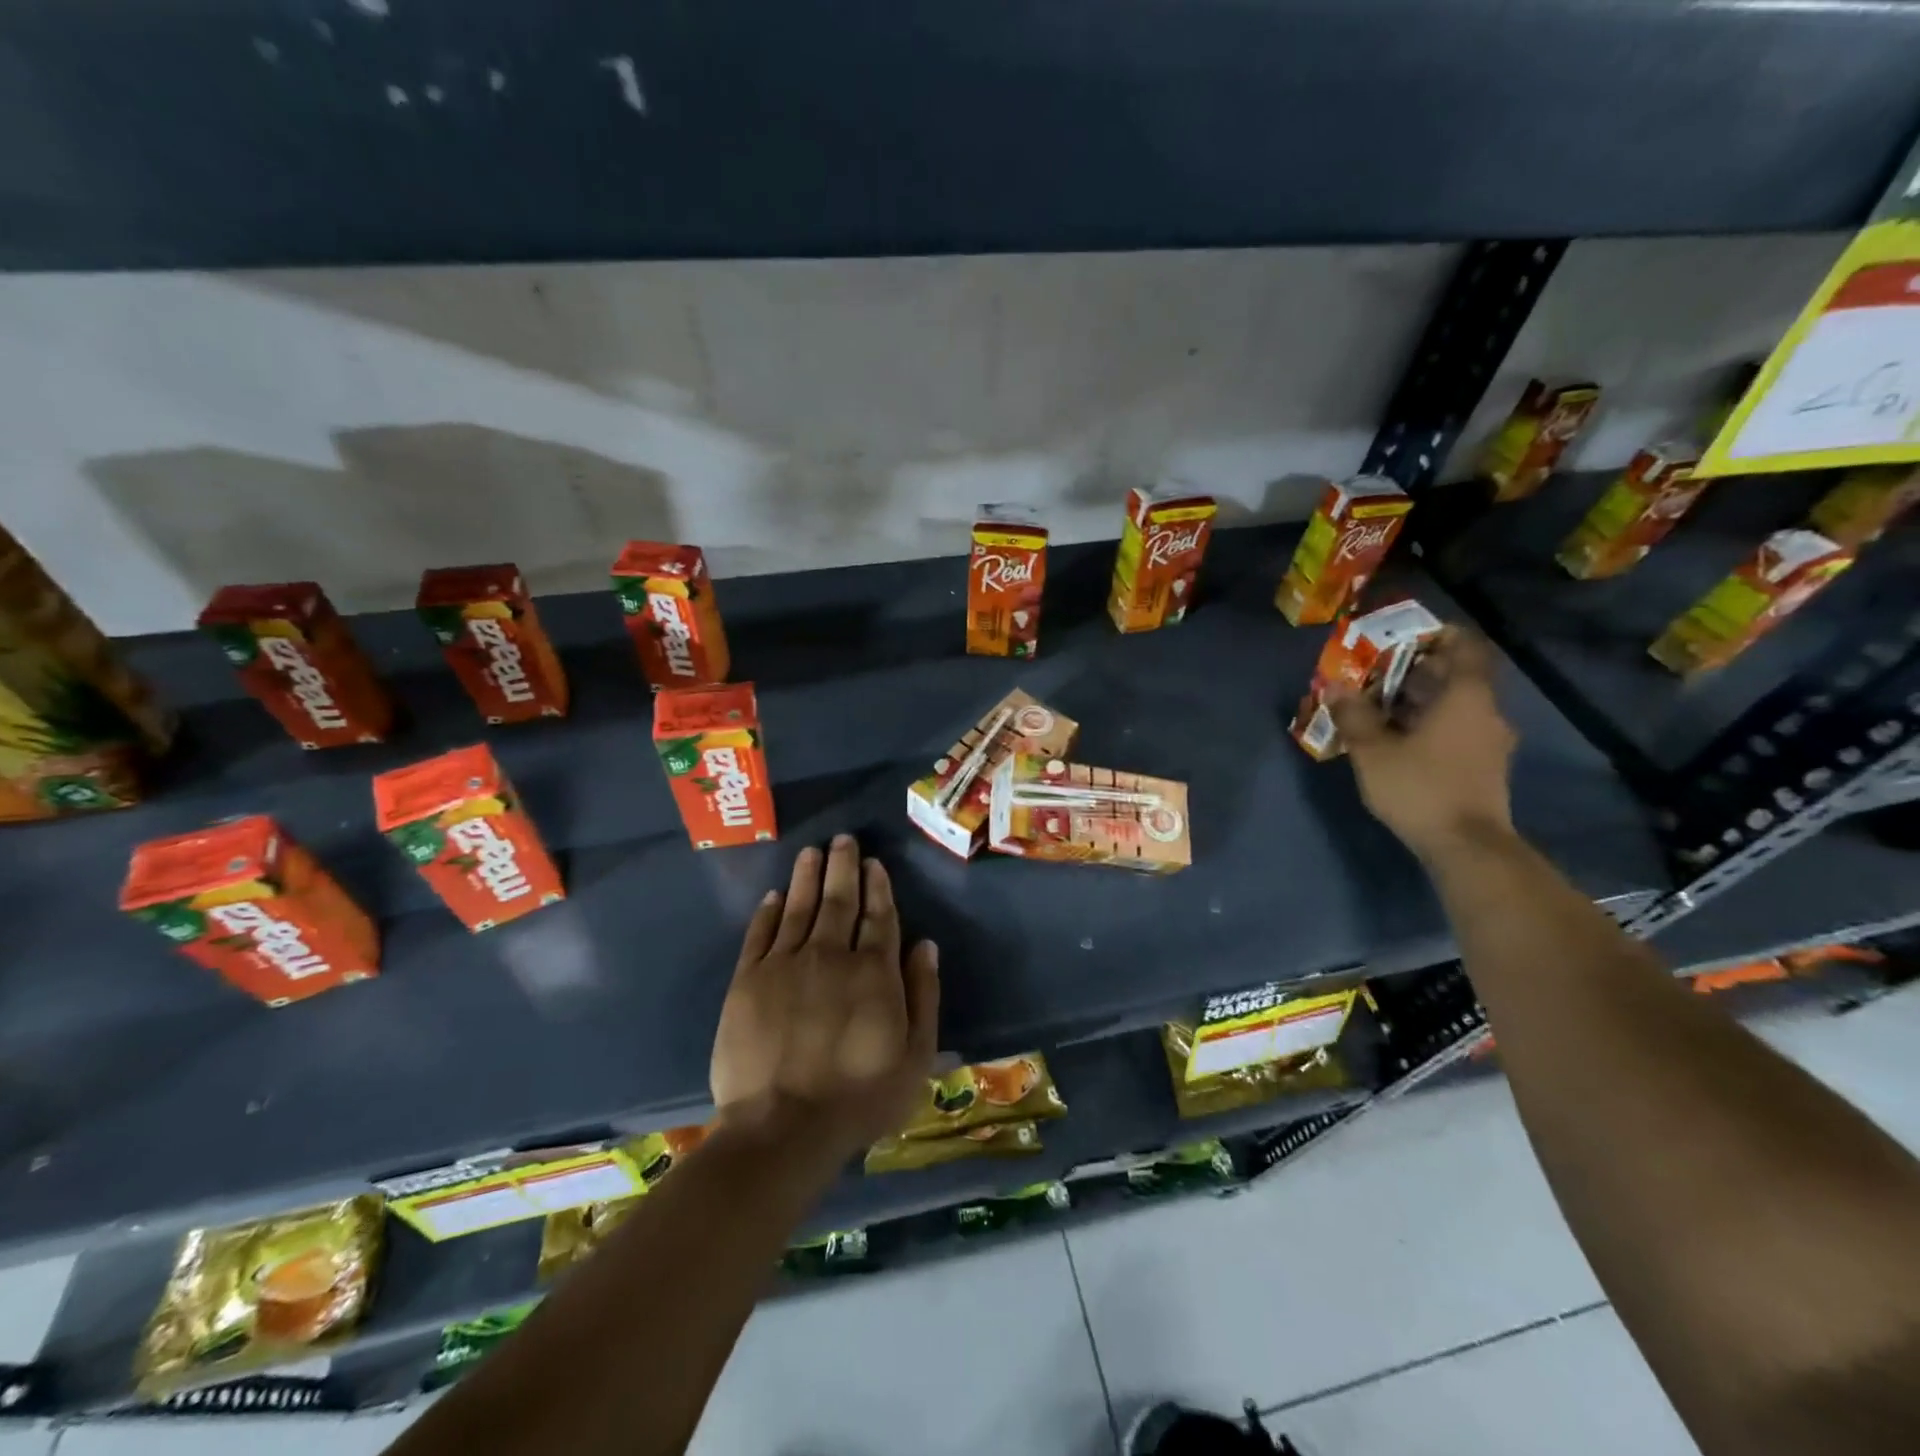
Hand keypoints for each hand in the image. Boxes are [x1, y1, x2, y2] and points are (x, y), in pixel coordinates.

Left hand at [710, 836, 939, 1160]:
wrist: (784, 1127)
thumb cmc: (860, 1098)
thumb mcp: (915, 1056)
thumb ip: (923, 995)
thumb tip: (926, 945)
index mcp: (873, 972)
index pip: (879, 917)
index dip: (878, 887)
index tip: (874, 863)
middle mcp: (830, 955)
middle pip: (839, 901)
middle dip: (843, 868)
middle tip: (843, 840)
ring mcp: (785, 965)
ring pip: (799, 908)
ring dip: (807, 877)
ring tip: (812, 852)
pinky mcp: (747, 981)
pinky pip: (760, 935)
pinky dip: (768, 912)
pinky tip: (775, 895)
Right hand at [1328, 628, 1517, 860]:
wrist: (1465, 846)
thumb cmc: (1420, 787)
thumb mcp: (1373, 751)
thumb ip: (1354, 715)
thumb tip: (1335, 686)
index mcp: (1467, 698)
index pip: (1467, 648)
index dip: (1440, 635)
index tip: (1406, 637)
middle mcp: (1487, 713)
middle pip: (1457, 677)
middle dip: (1417, 671)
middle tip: (1377, 673)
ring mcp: (1489, 742)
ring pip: (1456, 706)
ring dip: (1422, 700)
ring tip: (1380, 706)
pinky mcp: (1484, 767)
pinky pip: (1457, 729)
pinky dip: (1431, 724)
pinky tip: (1399, 738)